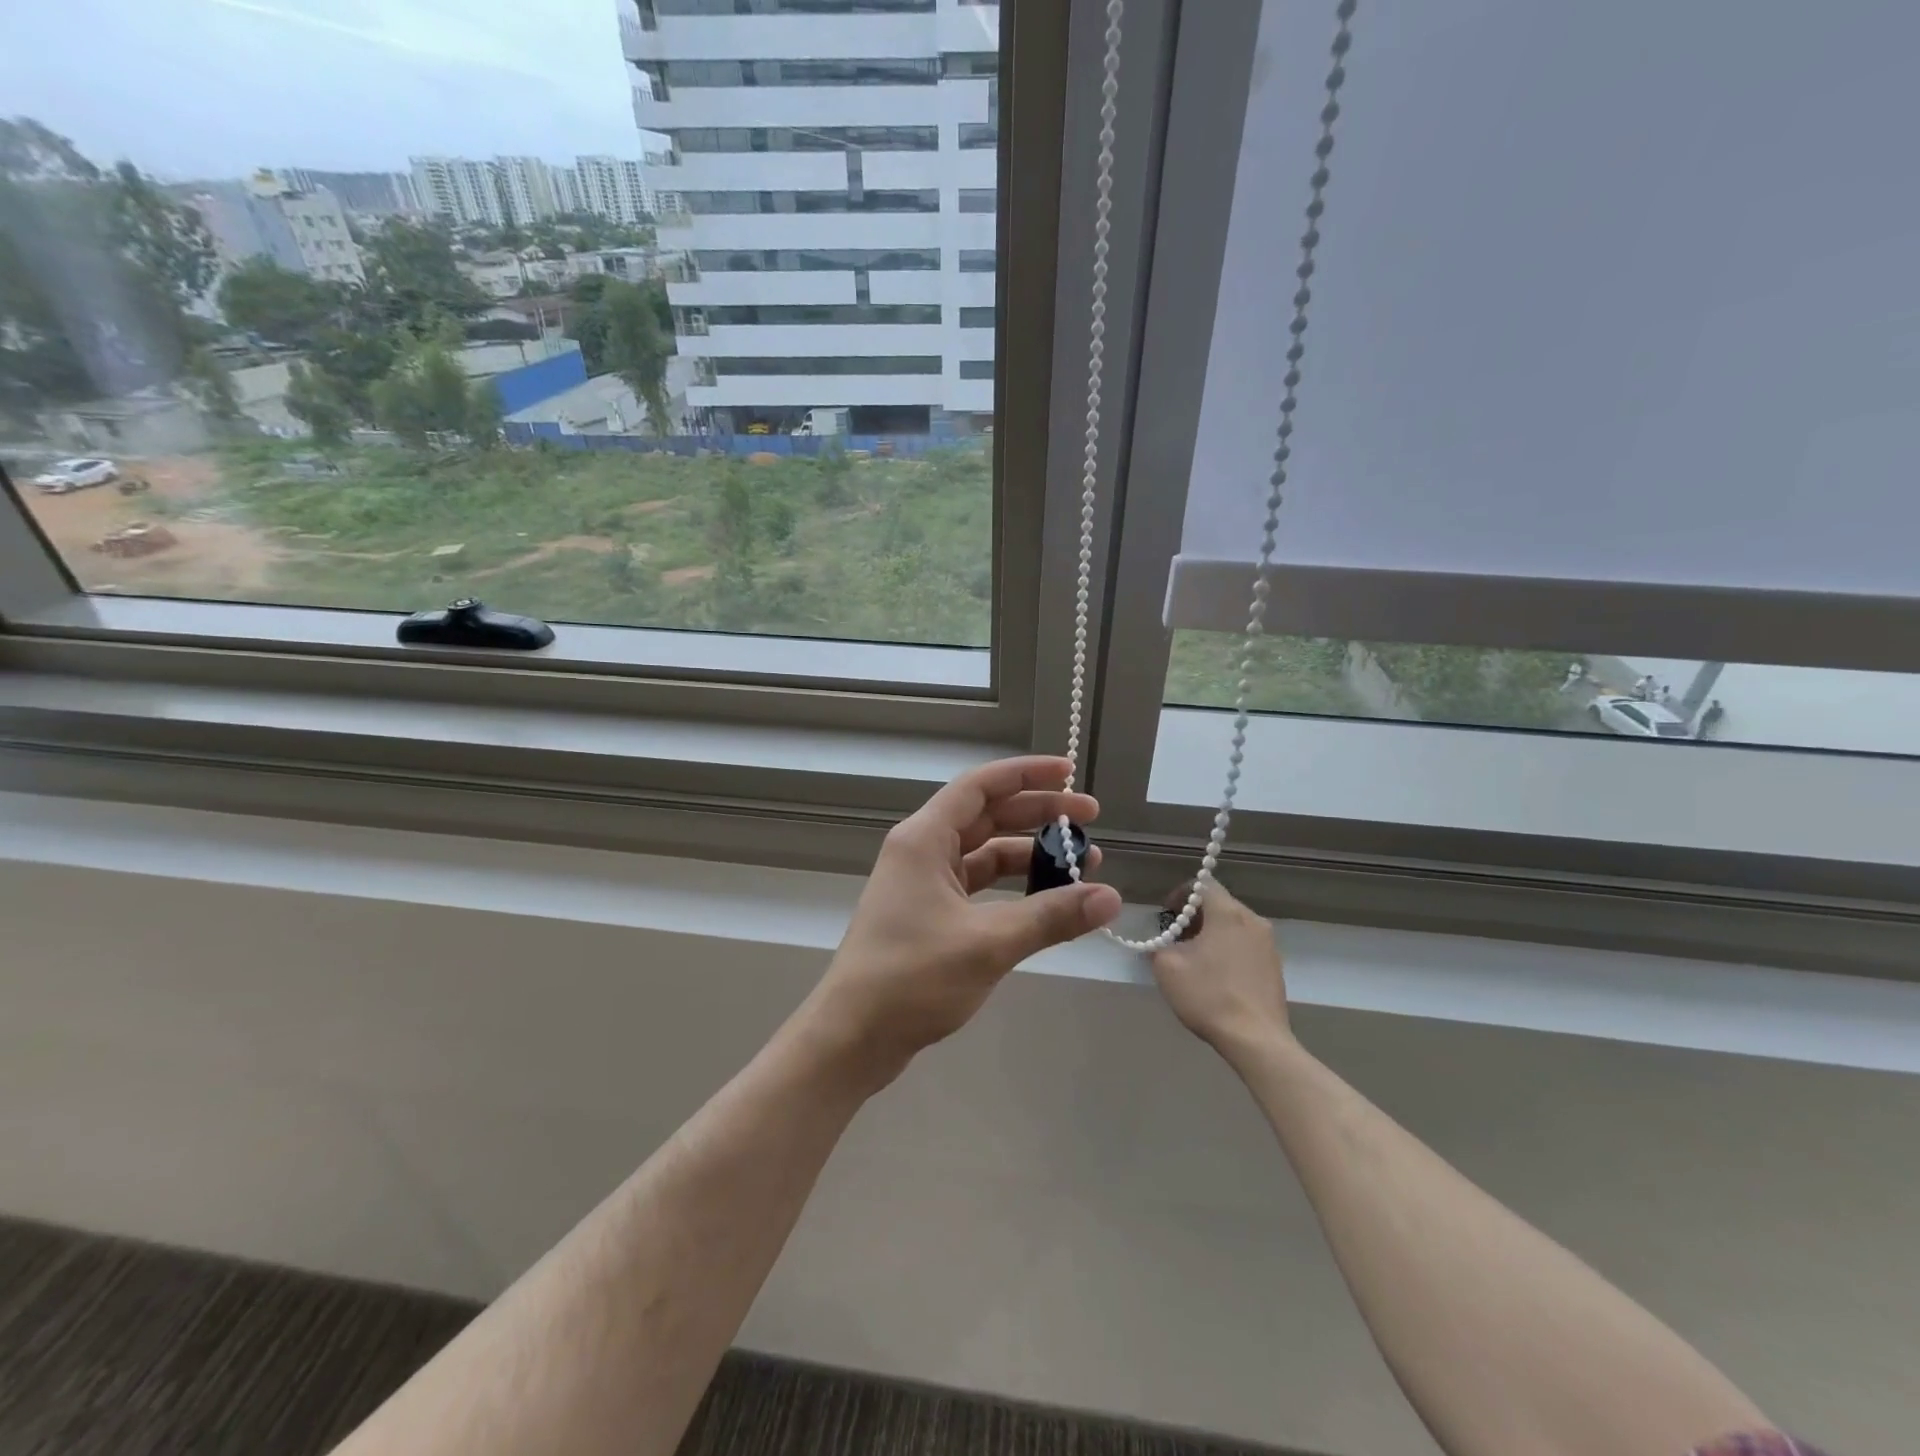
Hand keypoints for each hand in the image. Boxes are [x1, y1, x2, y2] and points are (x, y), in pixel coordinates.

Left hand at [805, 756, 1123, 1082]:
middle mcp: (922, 851)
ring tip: (1081, 864)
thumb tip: (1110, 897)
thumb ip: (1051, 916)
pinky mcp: (929, 914)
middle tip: (1089, 819)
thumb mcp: (988, 943)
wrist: (852, 1036)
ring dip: (1030, 854)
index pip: (980, 786)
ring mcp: (923, 883)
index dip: (1026, 773)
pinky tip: (1048, 899)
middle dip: (1038, 813)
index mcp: (924, 839)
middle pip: (987, 815)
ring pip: (985, 853)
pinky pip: (979, 885)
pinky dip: (1013, 887)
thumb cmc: (912, 977)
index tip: (1069, 773)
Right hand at [1149, 881, 1291, 1064]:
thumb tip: (1161, 944)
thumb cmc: (1209, 996)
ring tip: (1196, 958)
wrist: (1256, 1040)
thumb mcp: (1167, 968)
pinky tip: (1217, 975)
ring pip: (1234, 924)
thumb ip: (1158, 946)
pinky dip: (1229, 948)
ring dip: (1212, 932)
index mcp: (1228, 913)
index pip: (1203, 884)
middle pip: (1219, 903)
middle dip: (1195, 915)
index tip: (1167, 916)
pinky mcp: (1275, 965)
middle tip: (1176, 939)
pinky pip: (1246, 944)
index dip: (1180, 894)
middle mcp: (1253, 920)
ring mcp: (1269, 943)